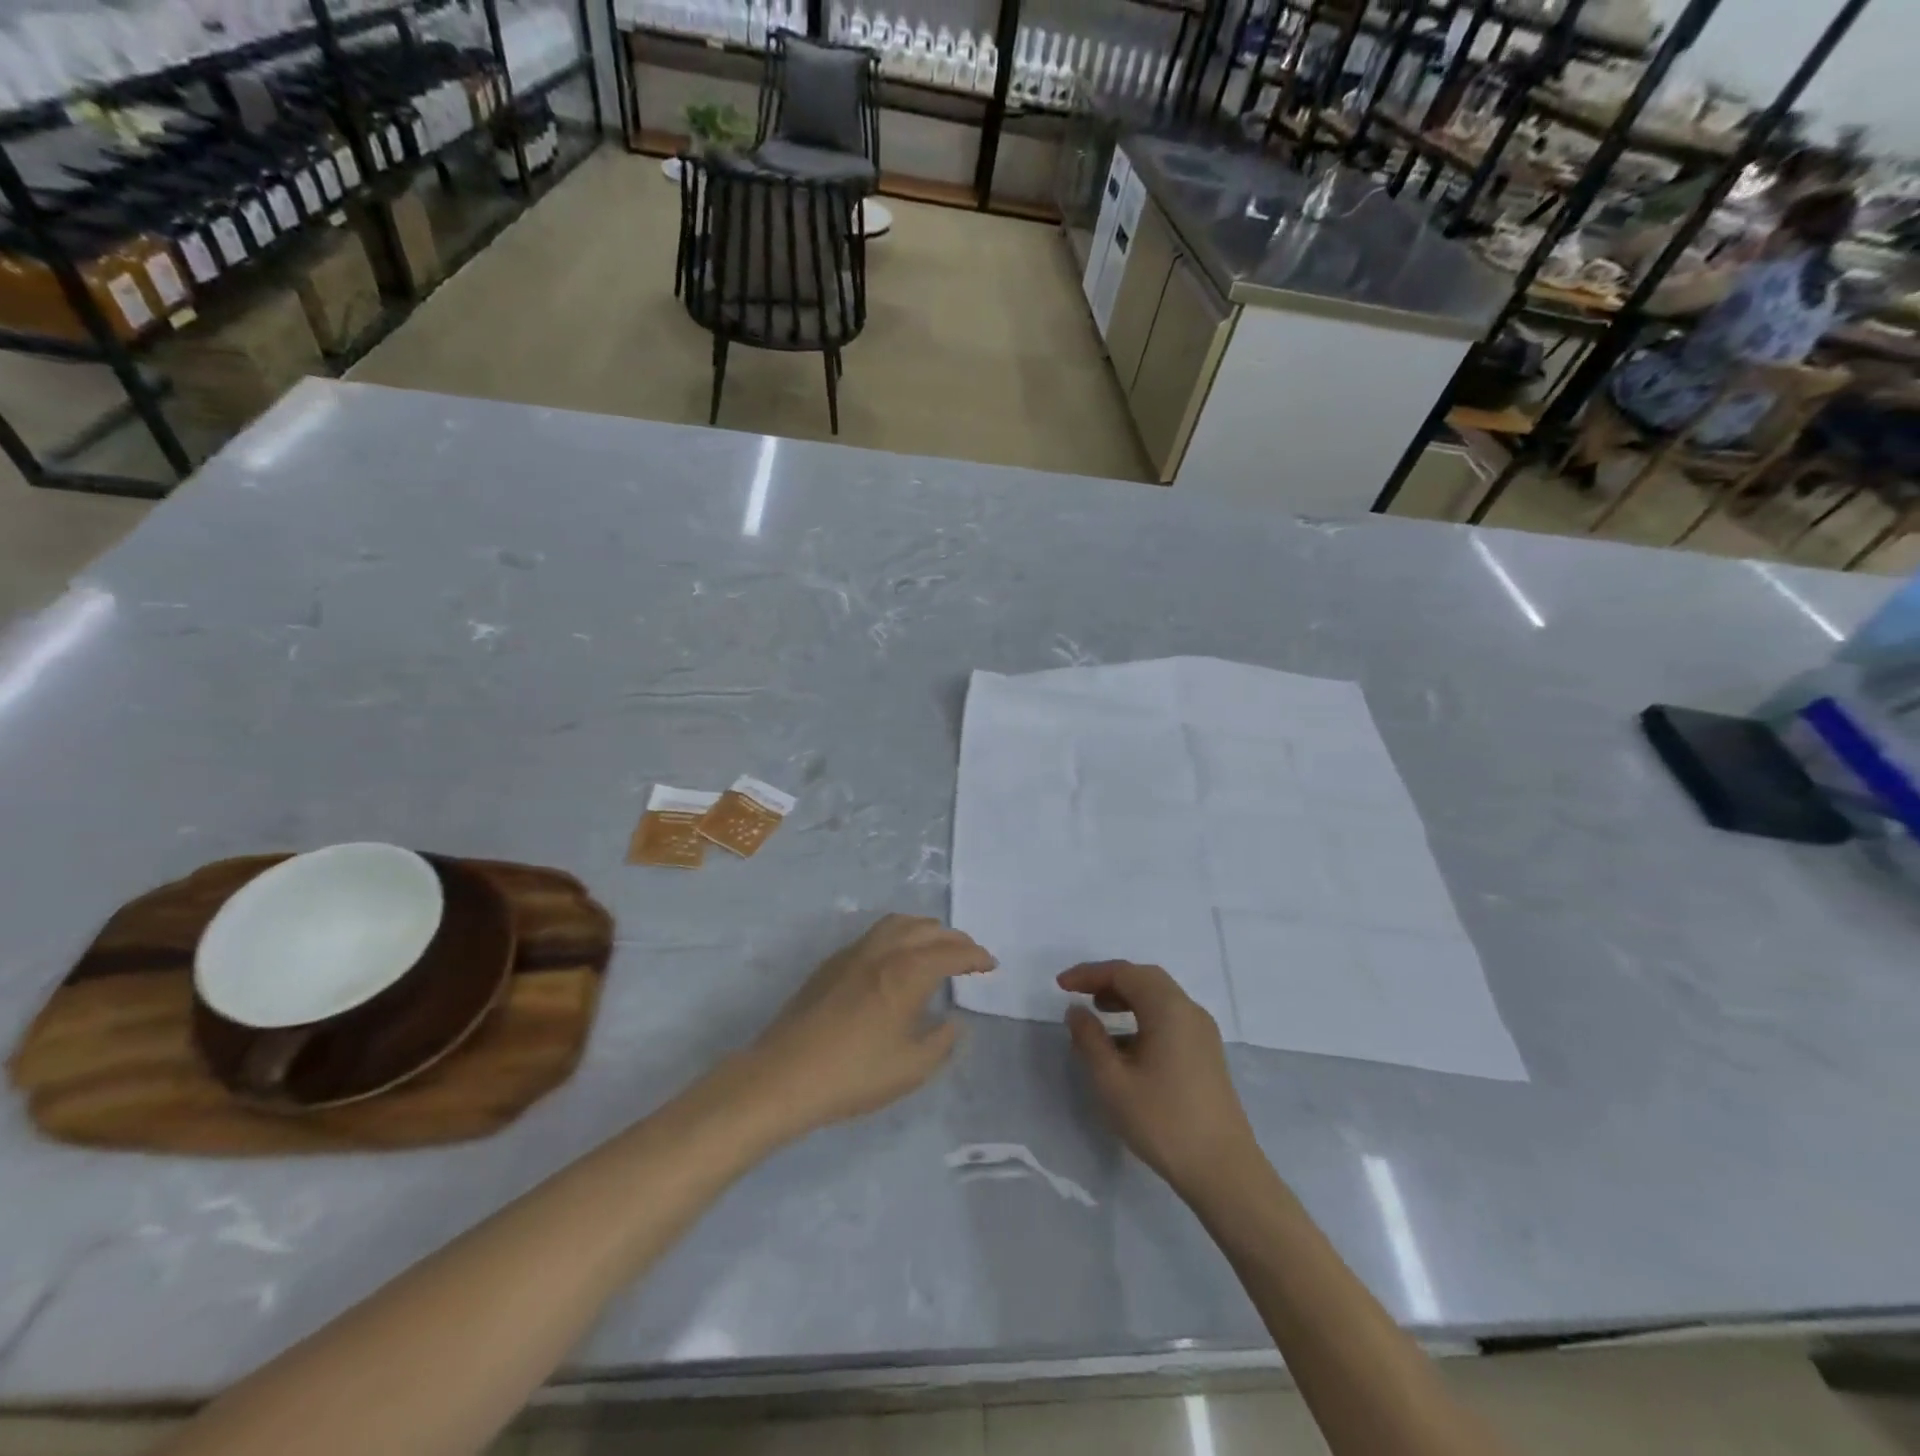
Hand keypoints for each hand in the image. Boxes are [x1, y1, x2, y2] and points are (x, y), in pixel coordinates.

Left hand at [746, 915, 992, 1139]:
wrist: (784, 1076)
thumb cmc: (854, 1075)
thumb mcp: (911, 1068)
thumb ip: (941, 1042)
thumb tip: (953, 1021)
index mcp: (907, 973)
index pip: (951, 953)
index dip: (975, 956)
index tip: (990, 964)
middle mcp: (883, 952)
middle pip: (926, 929)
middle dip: (953, 938)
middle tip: (969, 954)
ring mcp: (854, 954)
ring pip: (897, 923)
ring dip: (924, 929)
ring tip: (936, 946)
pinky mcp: (832, 963)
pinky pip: (875, 934)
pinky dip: (898, 935)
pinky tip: (896, 958)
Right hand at [1058, 961, 1259, 1199]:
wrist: (1224, 1171)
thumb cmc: (1163, 1121)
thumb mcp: (1113, 1081)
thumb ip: (1089, 1039)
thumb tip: (1077, 1011)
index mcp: (1169, 1008)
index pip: (1124, 973)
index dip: (1089, 974)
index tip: (1061, 986)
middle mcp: (1189, 1011)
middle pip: (1145, 979)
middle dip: (1109, 981)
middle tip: (1079, 994)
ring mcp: (1202, 1033)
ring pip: (1159, 999)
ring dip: (1127, 999)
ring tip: (1098, 1014)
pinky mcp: (1206, 1055)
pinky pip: (1170, 1019)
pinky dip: (1143, 1018)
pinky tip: (1124, 1045)